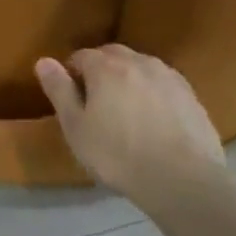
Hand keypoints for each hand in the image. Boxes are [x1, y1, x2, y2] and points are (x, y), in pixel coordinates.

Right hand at [35, 45, 224, 203]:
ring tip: (126, 109)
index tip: (72, 97)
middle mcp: (138, 62)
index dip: (72, 73)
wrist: (183, 180)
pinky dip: (153, 93)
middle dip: (101, 69)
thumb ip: (59, 90)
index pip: (81, 56)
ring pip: (140, 67)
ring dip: (129, 79)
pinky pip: (163, 84)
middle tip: (96, 101)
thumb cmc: (118, 154)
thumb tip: (43, 61)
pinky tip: (154, 119)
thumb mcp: (76, 127)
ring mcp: (169, 77)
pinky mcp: (191, 96)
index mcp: (106, 67)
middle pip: (112, 55)